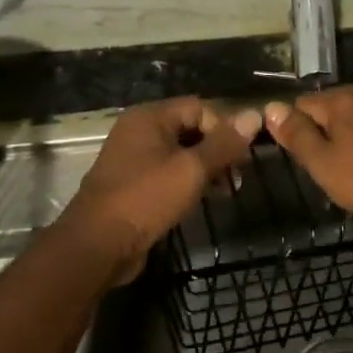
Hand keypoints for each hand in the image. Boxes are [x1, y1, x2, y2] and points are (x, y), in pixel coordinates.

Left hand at [68, 98, 261, 278]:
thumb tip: (255, 115)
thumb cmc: (146, 198)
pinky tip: (206, 198)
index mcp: (149, 117)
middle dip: (219, 150)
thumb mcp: (192, 169)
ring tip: (228, 190)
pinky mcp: (134, 185)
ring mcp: (133, 159)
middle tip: (238, 176)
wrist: (97, 245)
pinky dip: (190, 182)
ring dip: (208, 168)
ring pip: (182, 153)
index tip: (241, 157)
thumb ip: (224, 143)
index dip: (224, 128)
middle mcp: (139, 131)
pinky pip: (169, 173)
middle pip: (191, 128)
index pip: (200, 107)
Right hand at [263, 88, 352, 233]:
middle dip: (325, 129)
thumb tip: (271, 106)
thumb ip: (296, 133)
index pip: (302, 104)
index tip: (303, 156)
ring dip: (352, 132)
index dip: (296, 129)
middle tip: (327, 165)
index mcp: (342, 99)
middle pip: (333, 106)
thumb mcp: (321, 163)